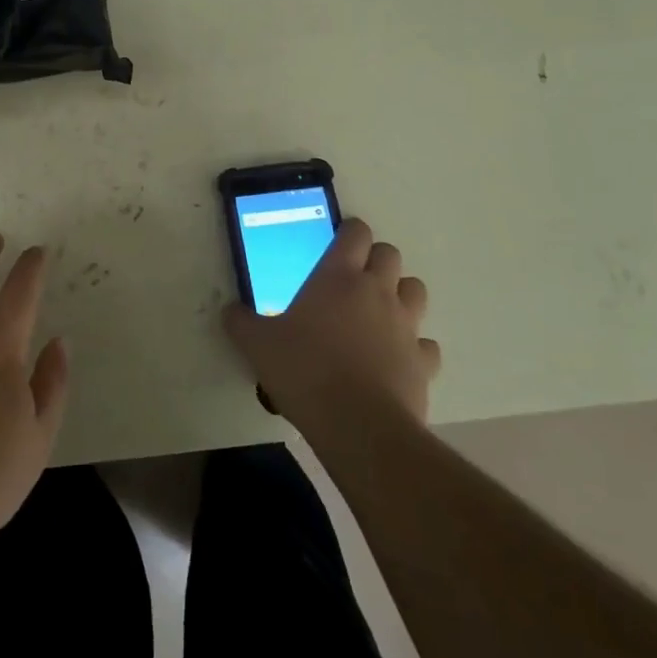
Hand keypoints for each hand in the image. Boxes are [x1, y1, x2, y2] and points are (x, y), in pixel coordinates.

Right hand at [224, 218, 440, 436]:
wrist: (358, 426)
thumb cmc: (305, 371)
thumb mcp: (258, 345)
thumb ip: (241, 323)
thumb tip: (230, 311)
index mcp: (337, 276)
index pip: (355, 233)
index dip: (349, 231)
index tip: (337, 241)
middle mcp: (376, 291)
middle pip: (390, 254)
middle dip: (375, 259)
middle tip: (353, 278)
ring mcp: (405, 326)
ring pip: (415, 290)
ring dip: (400, 294)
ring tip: (379, 312)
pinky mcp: (423, 362)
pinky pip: (426, 344)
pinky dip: (415, 346)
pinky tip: (396, 358)